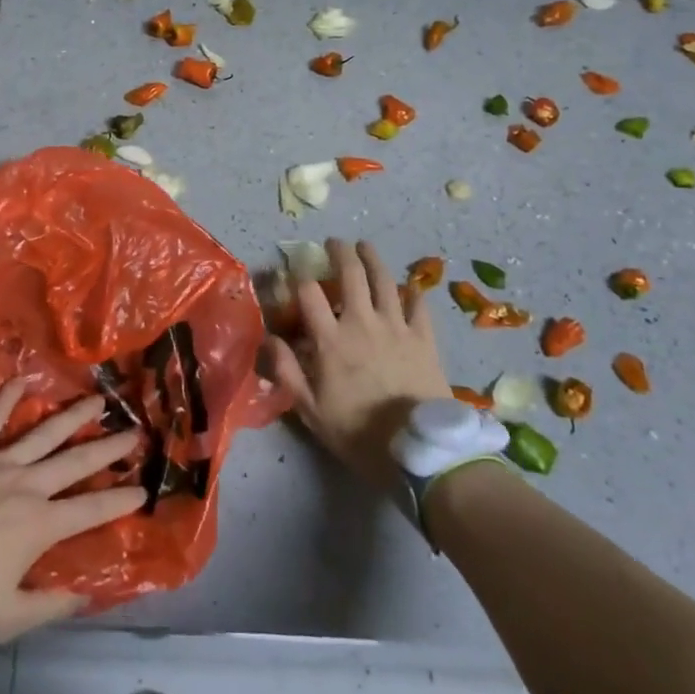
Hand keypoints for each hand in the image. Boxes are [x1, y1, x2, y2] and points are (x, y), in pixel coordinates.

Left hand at [0, 380, 143, 642]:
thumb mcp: (5, 619)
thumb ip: (49, 606)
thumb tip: (85, 594)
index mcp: (39, 526)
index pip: (91, 510)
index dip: (120, 500)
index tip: (143, 489)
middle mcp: (26, 486)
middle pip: (76, 461)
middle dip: (109, 447)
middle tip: (134, 431)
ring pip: (44, 433)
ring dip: (73, 415)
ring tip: (97, 399)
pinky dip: (7, 398)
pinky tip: (23, 379)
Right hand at [261, 238, 450, 490]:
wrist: (419, 450)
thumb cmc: (359, 434)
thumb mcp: (312, 412)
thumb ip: (288, 372)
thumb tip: (269, 339)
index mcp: (331, 340)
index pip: (309, 293)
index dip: (298, 277)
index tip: (294, 271)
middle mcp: (362, 323)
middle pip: (351, 274)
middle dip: (340, 252)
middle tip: (334, 242)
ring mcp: (396, 327)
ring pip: (384, 281)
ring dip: (373, 259)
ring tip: (365, 246)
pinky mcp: (424, 338)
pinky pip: (419, 306)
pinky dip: (414, 292)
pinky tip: (411, 285)